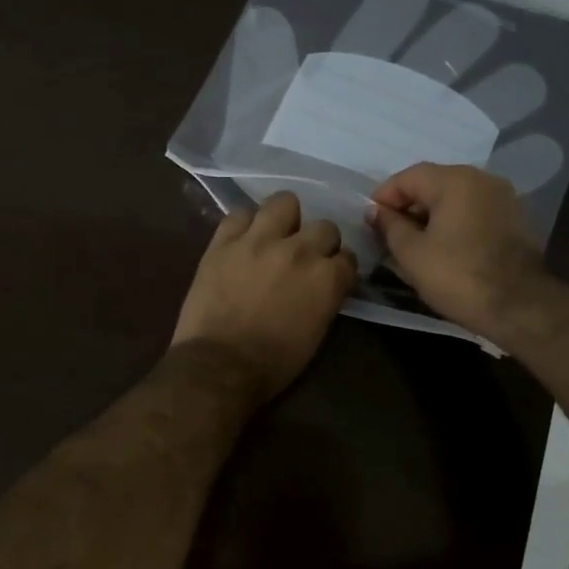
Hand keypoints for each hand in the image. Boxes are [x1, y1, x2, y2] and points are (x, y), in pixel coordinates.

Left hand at [172, 192, 357, 401]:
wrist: (219, 366)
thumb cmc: (274, 363)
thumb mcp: (317, 333)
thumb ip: (326, 298)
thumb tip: (325, 284)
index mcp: (327, 278)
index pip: (348, 258)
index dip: (340, 267)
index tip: (331, 276)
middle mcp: (300, 250)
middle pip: (324, 226)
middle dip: (319, 242)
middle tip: (304, 258)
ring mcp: (260, 240)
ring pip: (284, 202)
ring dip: (285, 218)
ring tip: (275, 234)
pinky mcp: (224, 241)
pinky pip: (239, 213)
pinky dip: (245, 224)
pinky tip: (243, 239)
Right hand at [369, 164, 547, 337]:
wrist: (520, 306)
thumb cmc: (458, 276)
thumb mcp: (412, 253)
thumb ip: (390, 226)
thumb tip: (376, 212)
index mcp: (455, 180)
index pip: (408, 177)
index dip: (384, 197)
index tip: (370, 221)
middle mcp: (482, 179)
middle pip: (434, 184)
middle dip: (408, 207)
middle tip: (389, 235)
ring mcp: (503, 198)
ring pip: (455, 199)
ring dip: (431, 216)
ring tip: (414, 245)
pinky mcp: (515, 220)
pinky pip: (474, 213)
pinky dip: (455, 224)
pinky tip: (444, 249)